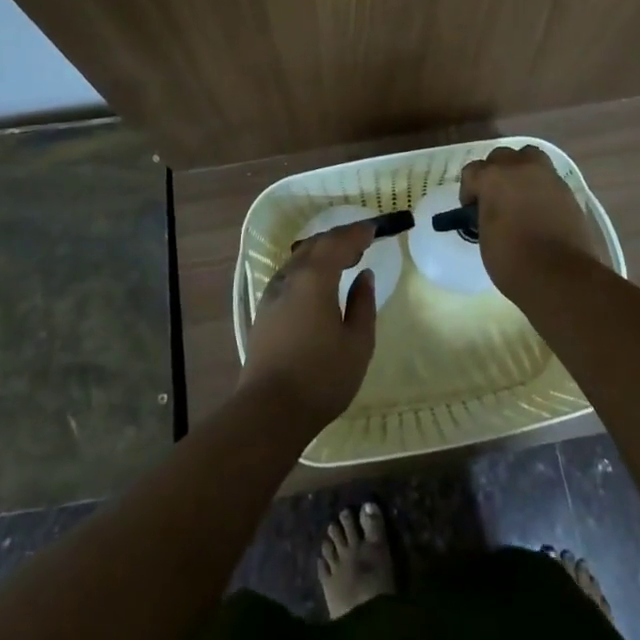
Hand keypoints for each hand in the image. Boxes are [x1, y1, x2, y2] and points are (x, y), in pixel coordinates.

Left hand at [239, 221, 378, 431]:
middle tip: (362, 242)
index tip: (375, 229)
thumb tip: (364, 276)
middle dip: (339, 239)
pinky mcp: (264, 311)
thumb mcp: (358, 342)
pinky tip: (319, 285)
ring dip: (322, 253)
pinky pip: (290, 276)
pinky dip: (309, 269)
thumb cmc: (322, 377)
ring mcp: (272, 294)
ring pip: (299, 259)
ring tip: (344, 260)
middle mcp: (290, 277)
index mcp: (315, 278)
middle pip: (315, 245)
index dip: (358, 233)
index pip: (338, 242)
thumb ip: (364, 303)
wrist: (269, 411)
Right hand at [460, 144, 599, 294]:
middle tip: (495, 199)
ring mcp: (547, 176)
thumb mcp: (485, 236)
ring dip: (520, 170)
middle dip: (494, 173)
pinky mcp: (567, 190)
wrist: (560, 275)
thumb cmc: (513, 260)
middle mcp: (519, 168)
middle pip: (501, 157)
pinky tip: (539, 207)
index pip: (472, 171)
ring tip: (519, 194)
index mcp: (493, 178)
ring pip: (529, 157)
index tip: (472, 210)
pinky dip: (540, 185)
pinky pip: (547, 177)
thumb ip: (486, 213)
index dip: (469, 191)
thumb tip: (491, 211)